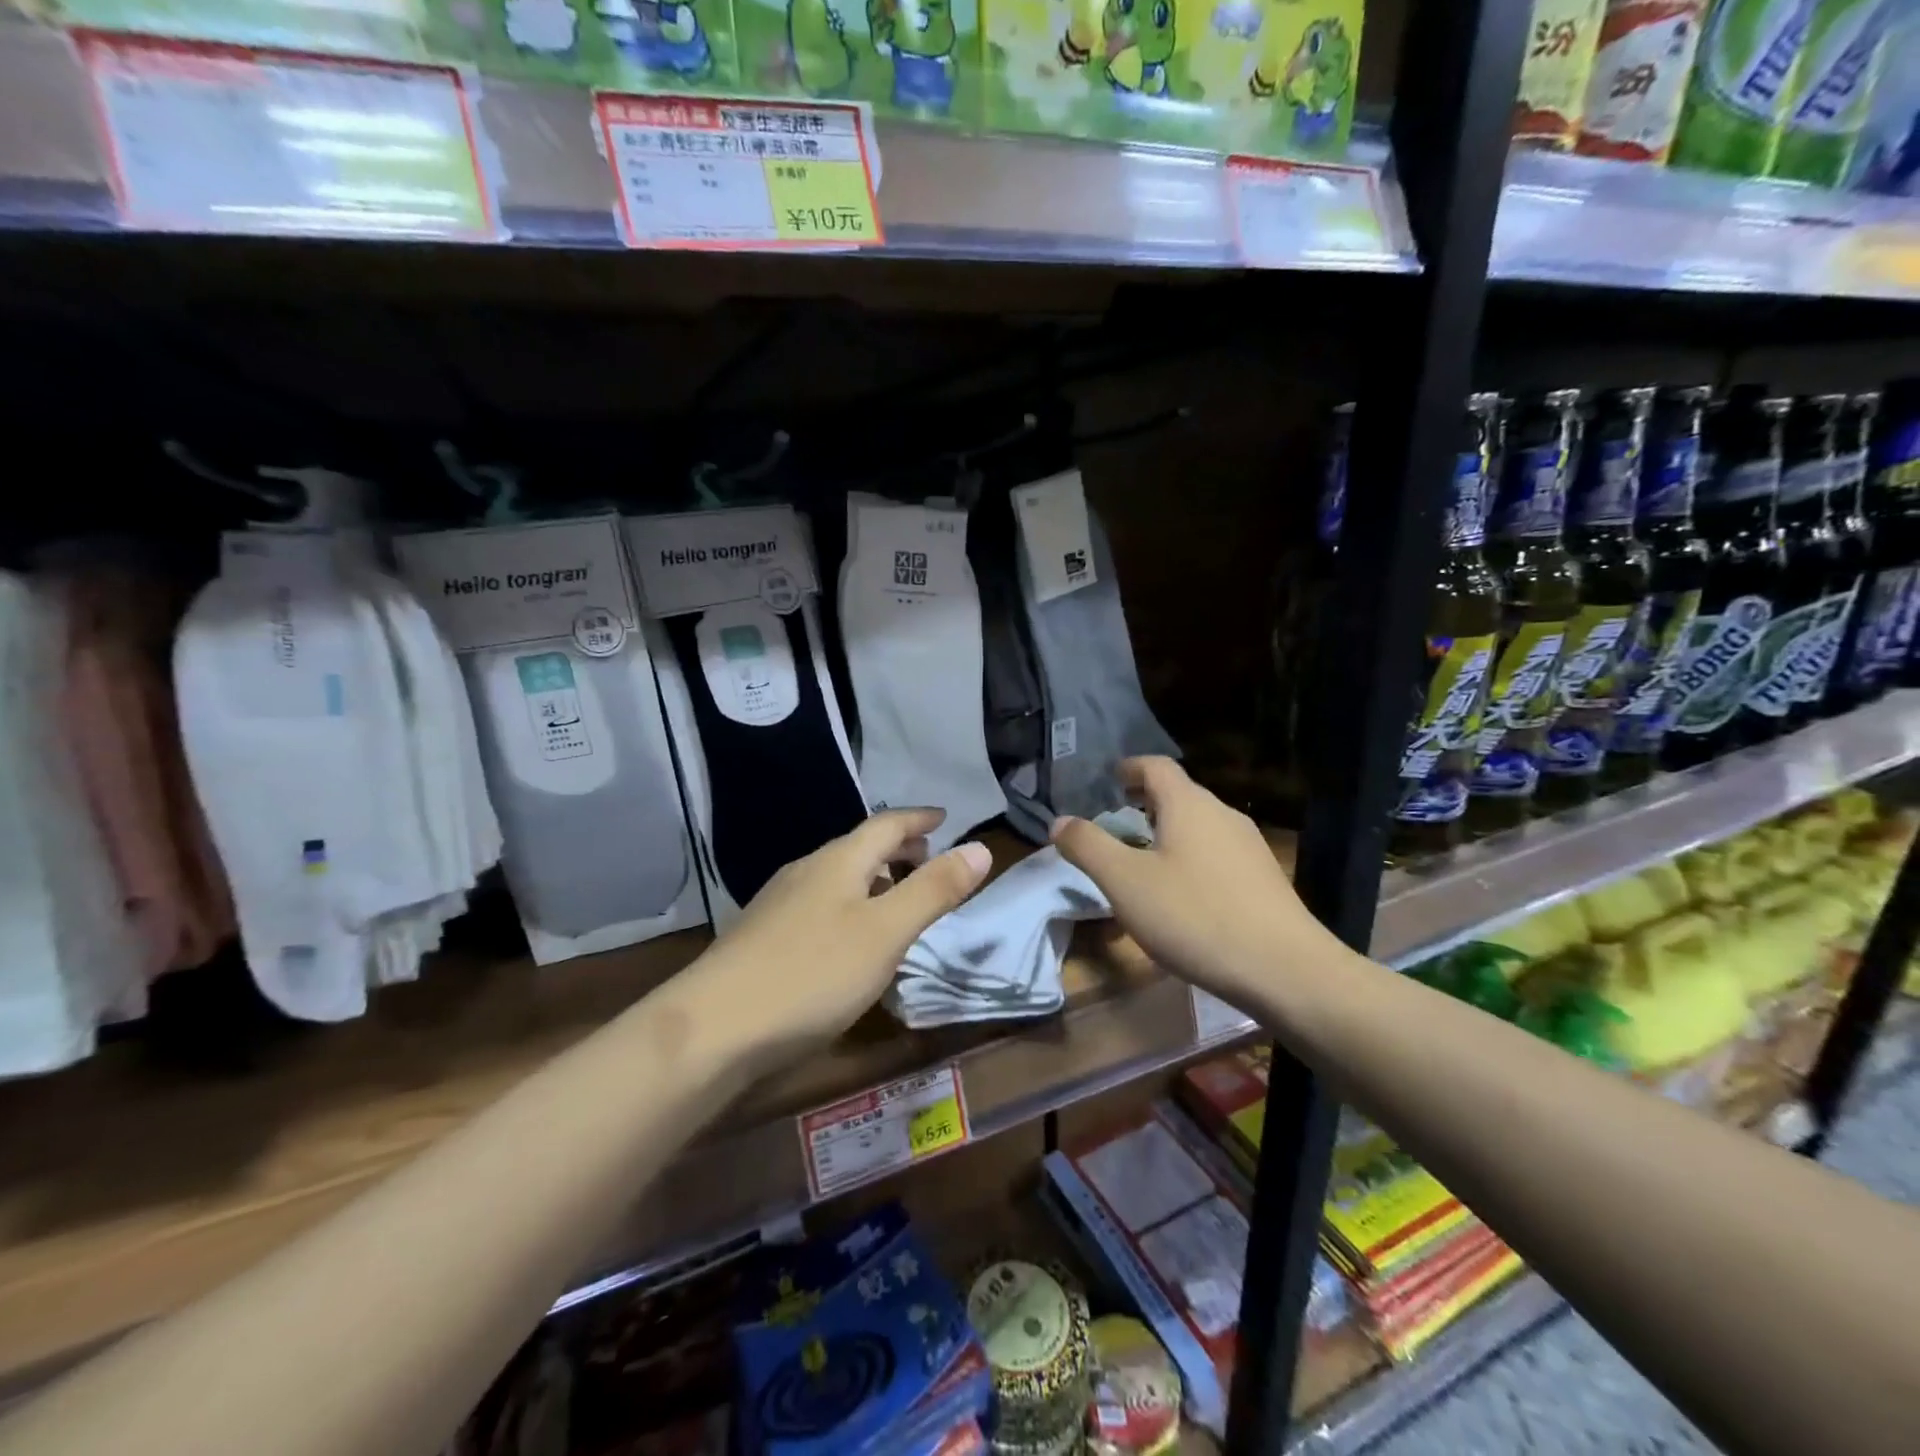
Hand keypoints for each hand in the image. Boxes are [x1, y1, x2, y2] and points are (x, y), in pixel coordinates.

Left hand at [692, 810, 991, 1061]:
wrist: (712, 1029)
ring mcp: (777, 904)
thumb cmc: (812, 974)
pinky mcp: (762, 937)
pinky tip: (849, 938)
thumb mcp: (886, 933)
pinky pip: (819, 904)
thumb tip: (981, 847)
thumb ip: (933, 890)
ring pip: (836, 878)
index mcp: (838, 862)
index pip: (886, 824)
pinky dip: (849, 905)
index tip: (944, 817)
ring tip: (896, 895)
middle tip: (928, 858)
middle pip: (858, 848)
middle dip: (897, 848)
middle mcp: (805, 872)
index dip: (918, 820)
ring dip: (873, 878)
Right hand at [1049, 757, 1334, 1007]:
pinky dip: (1192, 857)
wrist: (1286, 970)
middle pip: (1179, 794)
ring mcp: (1249, 846)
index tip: (1109, 781)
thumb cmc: (1195, 916)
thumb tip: (1059, 821)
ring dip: (1169, 831)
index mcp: (1188, 805)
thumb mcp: (1125, 883)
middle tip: (1118, 822)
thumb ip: (1088, 847)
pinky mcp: (1264, 878)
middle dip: (1146, 802)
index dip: (1129, 768)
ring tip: (1145, 859)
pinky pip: (1217, 852)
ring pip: (1200, 825)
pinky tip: (1184, 893)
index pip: (1156, 766)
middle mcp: (1222, 814)